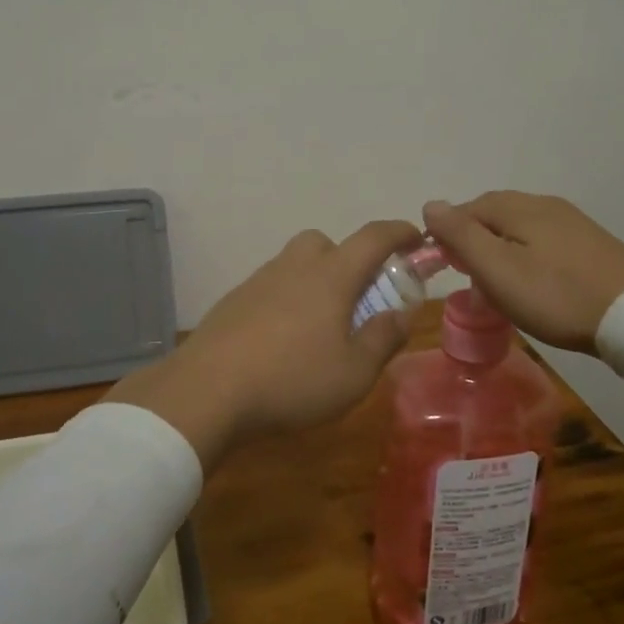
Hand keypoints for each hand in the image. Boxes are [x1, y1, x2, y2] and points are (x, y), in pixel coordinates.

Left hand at [110, 220, 423, 470]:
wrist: (207, 390)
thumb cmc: (292, 381)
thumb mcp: (354, 373)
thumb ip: (383, 339)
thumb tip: (400, 314)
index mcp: (331, 276)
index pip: (373, 238)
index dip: (399, 232)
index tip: (416, 237)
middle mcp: (294, 267)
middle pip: (326, 243)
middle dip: (348, 259)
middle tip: (358, 297)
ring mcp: (259, 281)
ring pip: (295, 264)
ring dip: (315, 281)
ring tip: (321, 327)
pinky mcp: (233, 302)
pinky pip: (271, 287)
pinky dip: (287, 300)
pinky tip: (284, 340)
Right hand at [422, 192, 623, 354]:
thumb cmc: (555, 295)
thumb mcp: (497, 269)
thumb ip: (460, 235)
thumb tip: (430, 204)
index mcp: (516, 206)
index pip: (466, 209)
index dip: (448, 236)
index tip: (445, 269)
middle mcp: (543, 203)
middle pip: (493, 214)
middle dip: (474, 241)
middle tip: (470, 280)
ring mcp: (571, 221)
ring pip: (519, 228)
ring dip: (500, 250)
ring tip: (499, 285)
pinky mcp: (591, 242)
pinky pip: (544, 240)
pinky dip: (527, 256)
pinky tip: (534, 281)